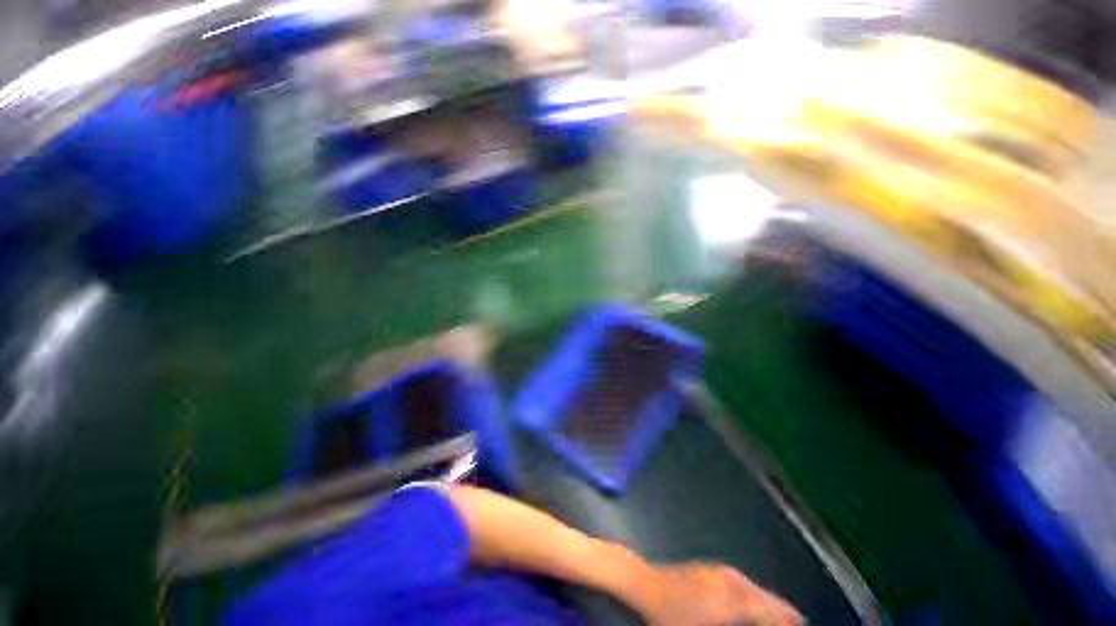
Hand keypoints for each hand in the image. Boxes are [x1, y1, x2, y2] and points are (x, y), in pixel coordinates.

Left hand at [631, 563, 802, 625]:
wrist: (643, 585)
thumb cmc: (671, 617)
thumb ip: (740, 624)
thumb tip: (756, 618)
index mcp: (735, 598)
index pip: (774, 613)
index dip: (787, 623)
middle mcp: (732, 581)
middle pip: (768, 601)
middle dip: (782, 616)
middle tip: (795, 625)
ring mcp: (719, 572)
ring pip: (755, 591)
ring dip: (768, 606)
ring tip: (780, 620)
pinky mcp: (708, 570)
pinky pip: (741, 584)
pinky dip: (753, 597)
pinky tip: (752, 607)